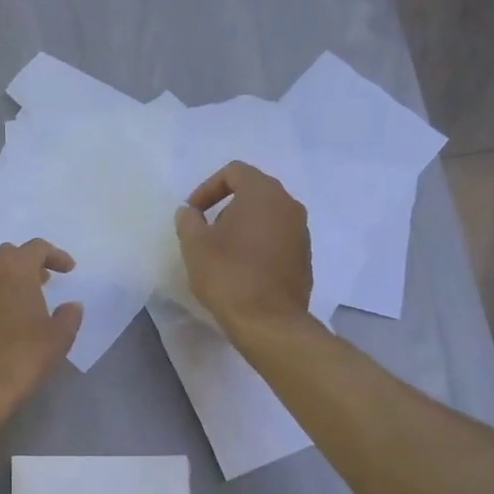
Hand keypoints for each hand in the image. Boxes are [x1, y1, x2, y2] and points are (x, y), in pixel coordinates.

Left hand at [0, 239, 83, 407]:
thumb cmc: (23, 355)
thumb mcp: (58, 338)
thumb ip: (69, 316)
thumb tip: (72, 305)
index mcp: (15, 269)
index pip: (36, 247)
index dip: (55, 255)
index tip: (68, 270)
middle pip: (8, 255)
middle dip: (27, 263)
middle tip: (44, 281)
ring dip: (8, 282)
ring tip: (24, 303)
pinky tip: (3, 323)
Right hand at [174, 162, 311, 334]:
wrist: (268, 321)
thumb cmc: (228, 276)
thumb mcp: (194, 245)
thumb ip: (189, 220)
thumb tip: (190, 212)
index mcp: (263, 193)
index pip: (234, 172)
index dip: (207, 188)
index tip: (193, 213)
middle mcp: (289, 205)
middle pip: (254, 192)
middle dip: (226, 207)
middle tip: (206, 232)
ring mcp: (301, 231)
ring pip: (267, 216)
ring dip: (243, 227)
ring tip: (223, 253)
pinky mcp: (304, 257)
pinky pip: (278, 238)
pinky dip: (259, 244)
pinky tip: (243, 269)